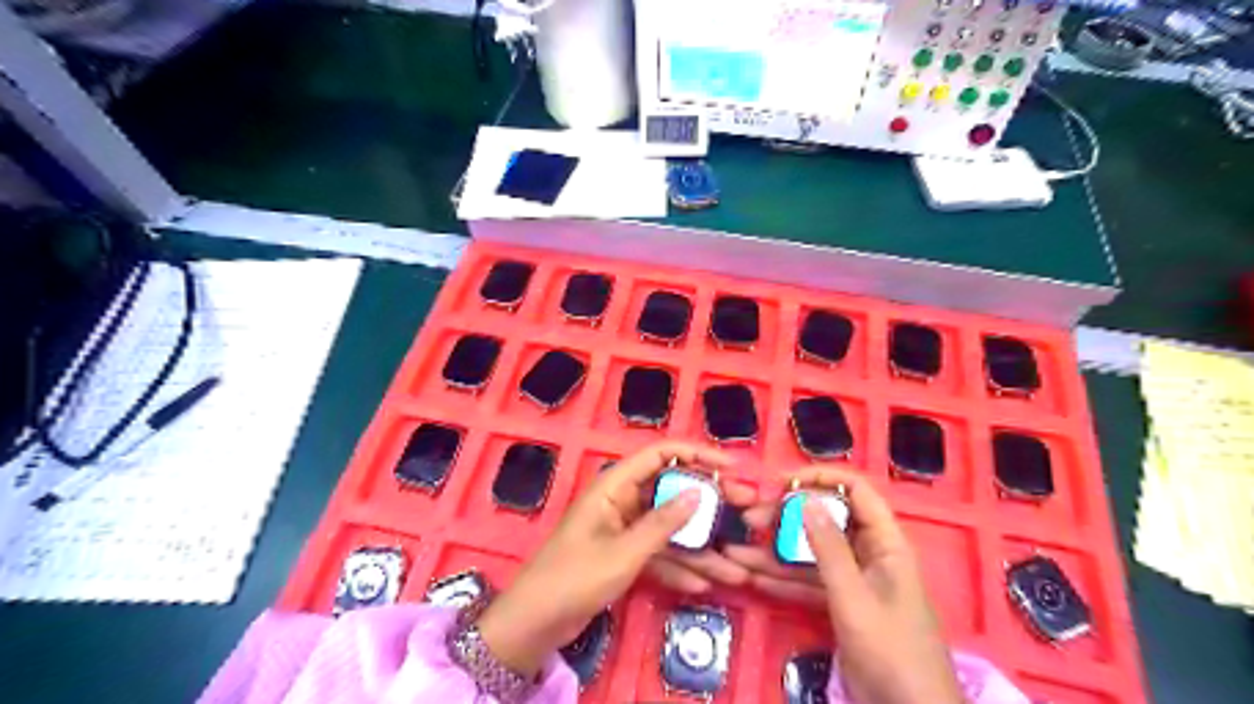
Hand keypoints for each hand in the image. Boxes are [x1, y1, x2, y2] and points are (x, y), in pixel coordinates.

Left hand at [482, 440, 735, 676]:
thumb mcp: (624, 551)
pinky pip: (658, 554)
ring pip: (669, 529)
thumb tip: (699, 493)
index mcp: (616, 485)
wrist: (536, 621)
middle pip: (672, 492)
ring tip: (735, 567)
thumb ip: (663, 523)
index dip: (697, 455)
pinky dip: (678, 568)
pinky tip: (704, 585)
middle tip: (745, 512)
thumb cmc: (574, 576)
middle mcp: (623, 500)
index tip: (731, 466)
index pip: (662, 455)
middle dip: (708, 506)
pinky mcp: (624, 554)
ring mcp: (624, 529)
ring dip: (699, 548)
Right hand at [726, 468, 960, 703]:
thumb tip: (806, 500)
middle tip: (750, 520)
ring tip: (736, 551)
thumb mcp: (855, 598)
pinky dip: (783, 580)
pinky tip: (752, 578)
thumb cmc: (892, 651)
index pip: (856, 491)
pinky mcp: (840, 604)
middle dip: (786, 518)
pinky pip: (808, 582)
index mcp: (885, 543)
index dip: (821, 479)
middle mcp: (869, 553)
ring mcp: (853, 580)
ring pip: (810, 553)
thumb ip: (829, 549)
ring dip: (775, 553)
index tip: (781, 482)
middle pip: (826, 521)